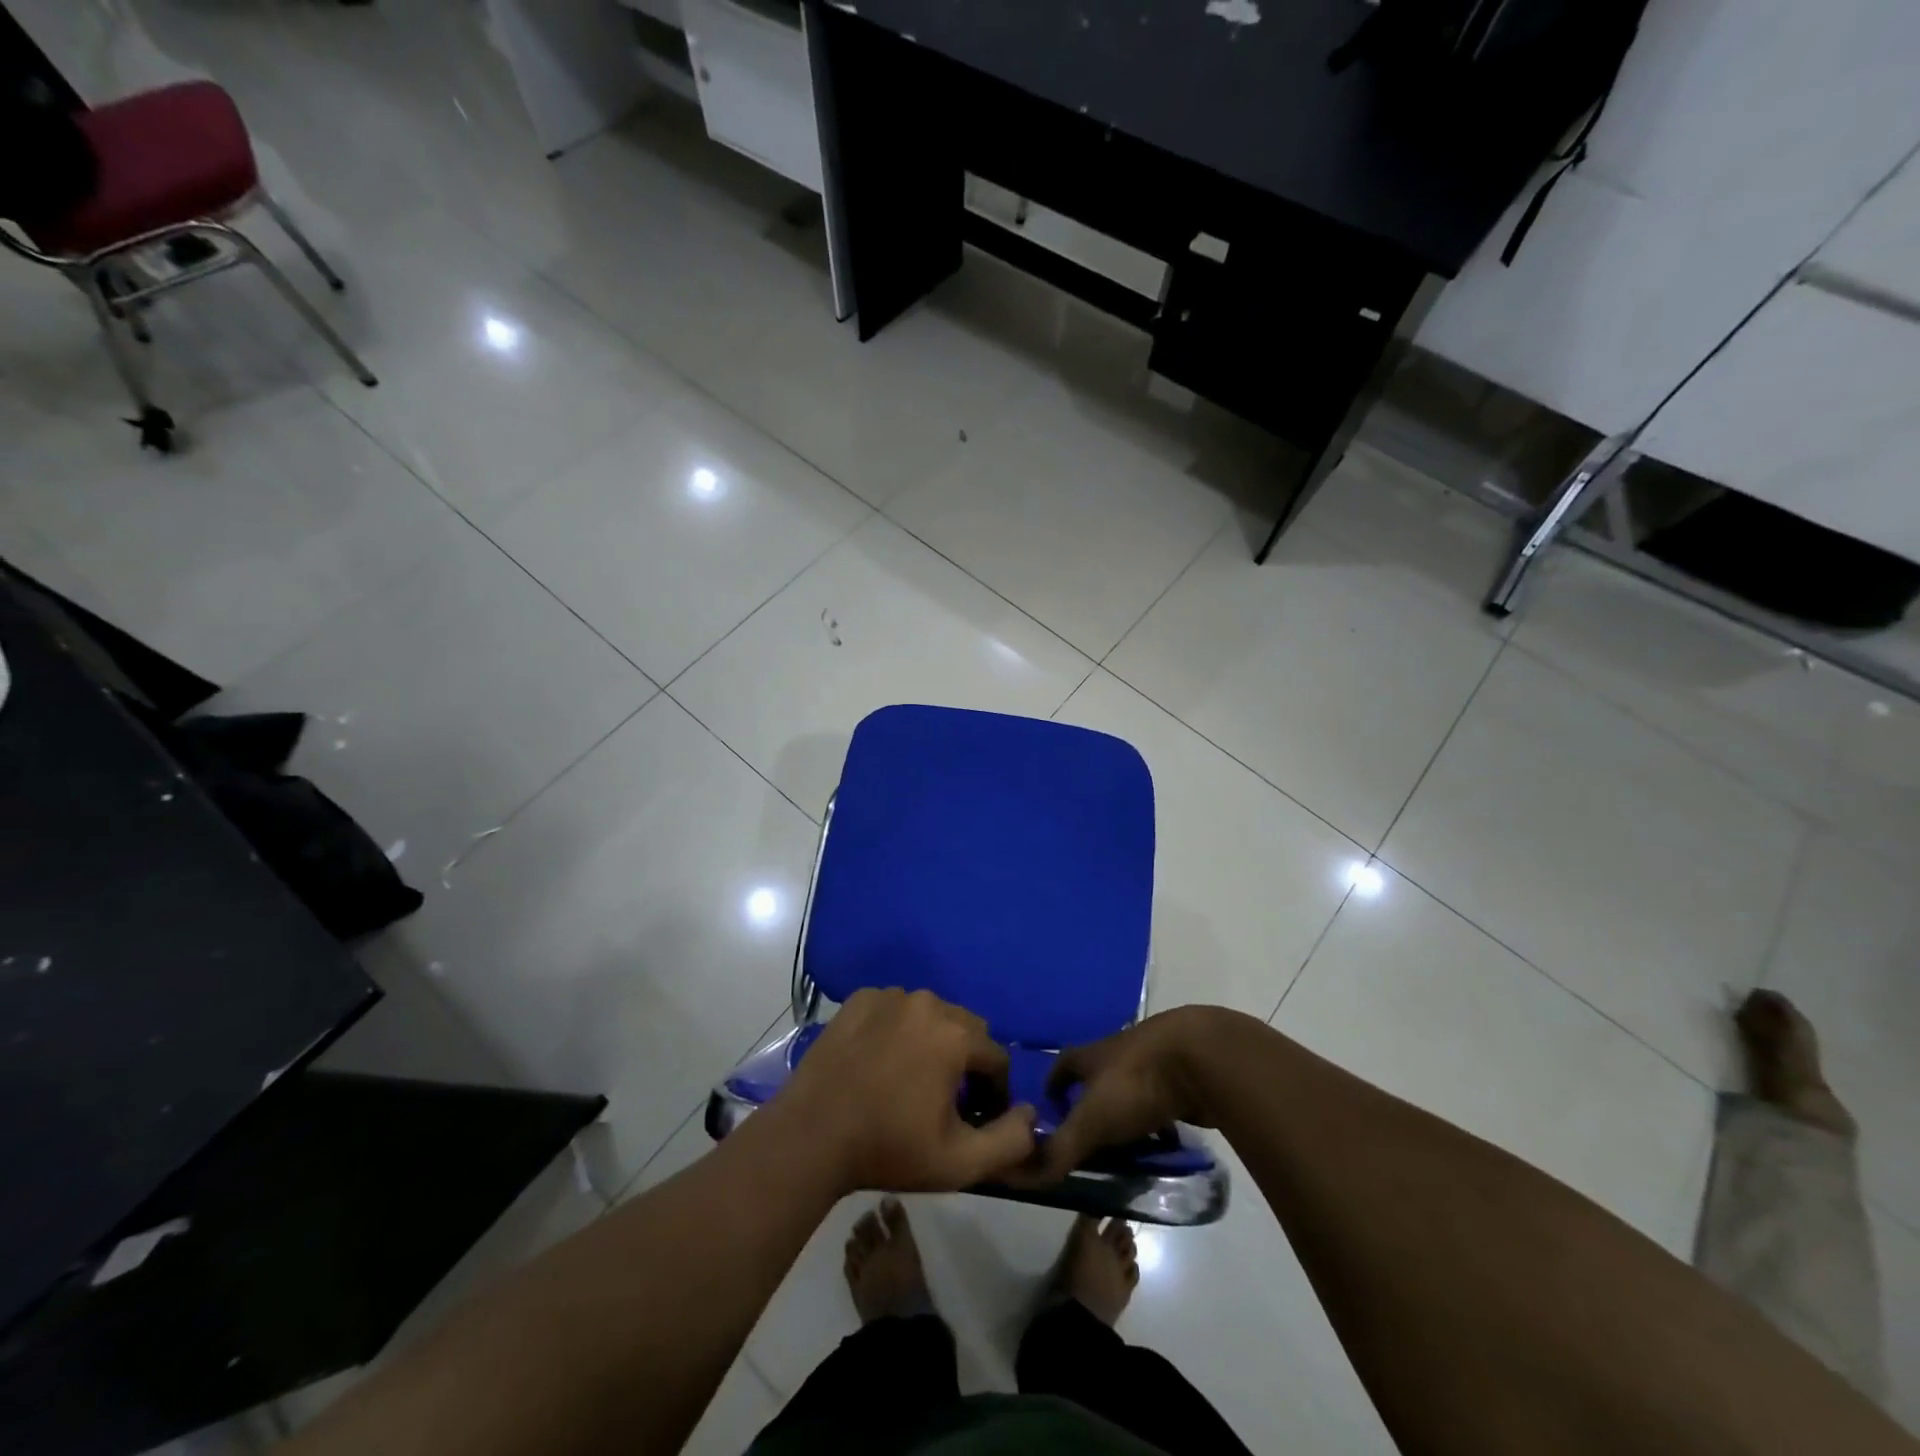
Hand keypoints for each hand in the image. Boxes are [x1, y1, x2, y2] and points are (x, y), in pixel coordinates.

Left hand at [779, 988, 1035, 1194]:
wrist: (812, 1136)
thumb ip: (1010, 1140)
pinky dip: (897, 1029)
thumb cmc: (889, 1148)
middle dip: (965, 1062)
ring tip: (910, 1080)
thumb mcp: (960, 1162)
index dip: (994, 1092)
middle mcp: (927, 1002)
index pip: (996, 1058)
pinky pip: (895, 1010)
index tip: (976, 1119)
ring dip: (932, 1042)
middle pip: (966, 1029)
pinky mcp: (859, 1000)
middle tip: (944, 1100)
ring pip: (930, 1016)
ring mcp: (889, 996)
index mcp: (955, 1035)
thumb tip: (1031, 1113)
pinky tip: (880, 1062)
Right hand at [1022, 1006, 1224, 1182]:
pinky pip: (1164, 1104)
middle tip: (1089, 1144)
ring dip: (1127, 1118)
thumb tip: (1026, 1175)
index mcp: (1092, 1055)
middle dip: (1092, 1108)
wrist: (1199, 1058)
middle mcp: (1119, 1054)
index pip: (1062, 1066)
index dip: (1053, 1086)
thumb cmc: (1135, 1083)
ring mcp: (1153, 1062)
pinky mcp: (1183, 1076)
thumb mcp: (1092, 1120)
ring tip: (1126, 1153)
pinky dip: (1161, 1124)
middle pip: (1098, 1080)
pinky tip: (1166, 1147)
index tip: (1049, 1109)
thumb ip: (1062, 1149)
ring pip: (1133, 1093)